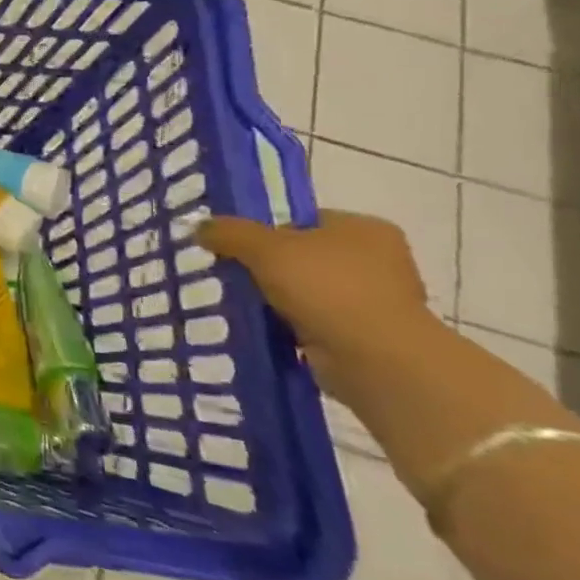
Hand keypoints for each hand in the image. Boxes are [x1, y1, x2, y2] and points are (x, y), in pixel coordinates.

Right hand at [197, 210, 435, 405]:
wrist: (375, 360)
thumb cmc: (327, 288)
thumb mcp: (264, 248)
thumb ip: (229, 232)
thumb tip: (200, 227)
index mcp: (364, 229)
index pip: (304, 220)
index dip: (267, 232)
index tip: (238, 248)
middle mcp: (379, 261)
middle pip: (304, 256)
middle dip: (269, 268)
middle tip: (234, 275)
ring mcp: (377, 301)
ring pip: (308, 292)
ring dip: (279, 300)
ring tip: (244, 305)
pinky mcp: (368, 337)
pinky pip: (316, 323)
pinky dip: (292, 327)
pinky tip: (267, 330)